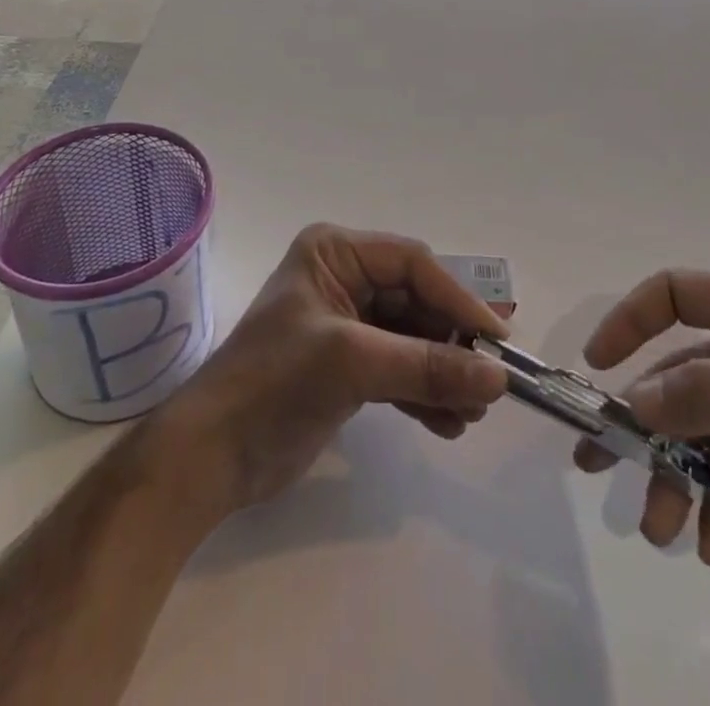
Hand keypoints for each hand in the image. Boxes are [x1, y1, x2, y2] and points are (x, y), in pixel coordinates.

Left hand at [156, 225, 510, 520]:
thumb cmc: (275, 384)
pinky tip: (449, 423)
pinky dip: (423, 393)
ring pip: (412, 338)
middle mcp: (343, 278)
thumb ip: (427, 366)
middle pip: (416, 301)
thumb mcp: (354, 364)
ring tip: (474, 411)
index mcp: (335, 252)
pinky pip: (399, 369)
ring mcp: (346, 324)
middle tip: (491, 380)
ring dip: (443, 372)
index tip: (497, 339)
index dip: (457, 298)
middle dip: (451, 342)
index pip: (412, 263)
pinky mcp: (347, 366)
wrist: (210, 457)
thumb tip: (499, 376)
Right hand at [577, 270, 709, 609]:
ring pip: (701, 436)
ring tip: (664, 529)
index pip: (676, 293)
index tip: (600, 367)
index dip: (631, 319)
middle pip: (680, 378)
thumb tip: (636, 401)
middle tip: (598, 466)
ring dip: (677, 479)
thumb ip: (707, 393)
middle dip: (645, 425)